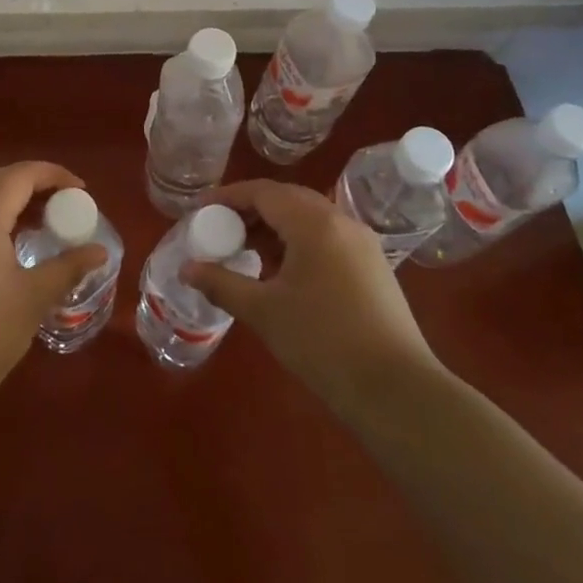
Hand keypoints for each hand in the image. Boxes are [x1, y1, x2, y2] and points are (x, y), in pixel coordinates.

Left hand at [0, 162, 105, 425]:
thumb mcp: (34, 298)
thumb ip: (68, 266)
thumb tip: (100, 252)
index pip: (22, 175)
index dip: (54, 175)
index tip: (80, 191)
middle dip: (31, 183)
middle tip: (61, 204)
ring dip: (6, 196)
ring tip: (36, 219)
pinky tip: (1, 239)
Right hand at [186, 179, 443, 418]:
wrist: (396, 390)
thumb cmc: (322, 342)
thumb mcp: (263, 312)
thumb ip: (222, 283)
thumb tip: (187, 269)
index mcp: (314, 222)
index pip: (263, 192)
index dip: (228, 196)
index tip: (201, 209)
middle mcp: (341, 221)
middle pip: (287, 200)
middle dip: (251, 210)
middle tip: (221, 229)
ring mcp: (362, 243)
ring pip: (309, 219)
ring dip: (275, 228)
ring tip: (246, 252)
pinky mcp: (373, 267)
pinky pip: (327, 238)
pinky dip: (298, 243)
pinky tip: (283, 273)